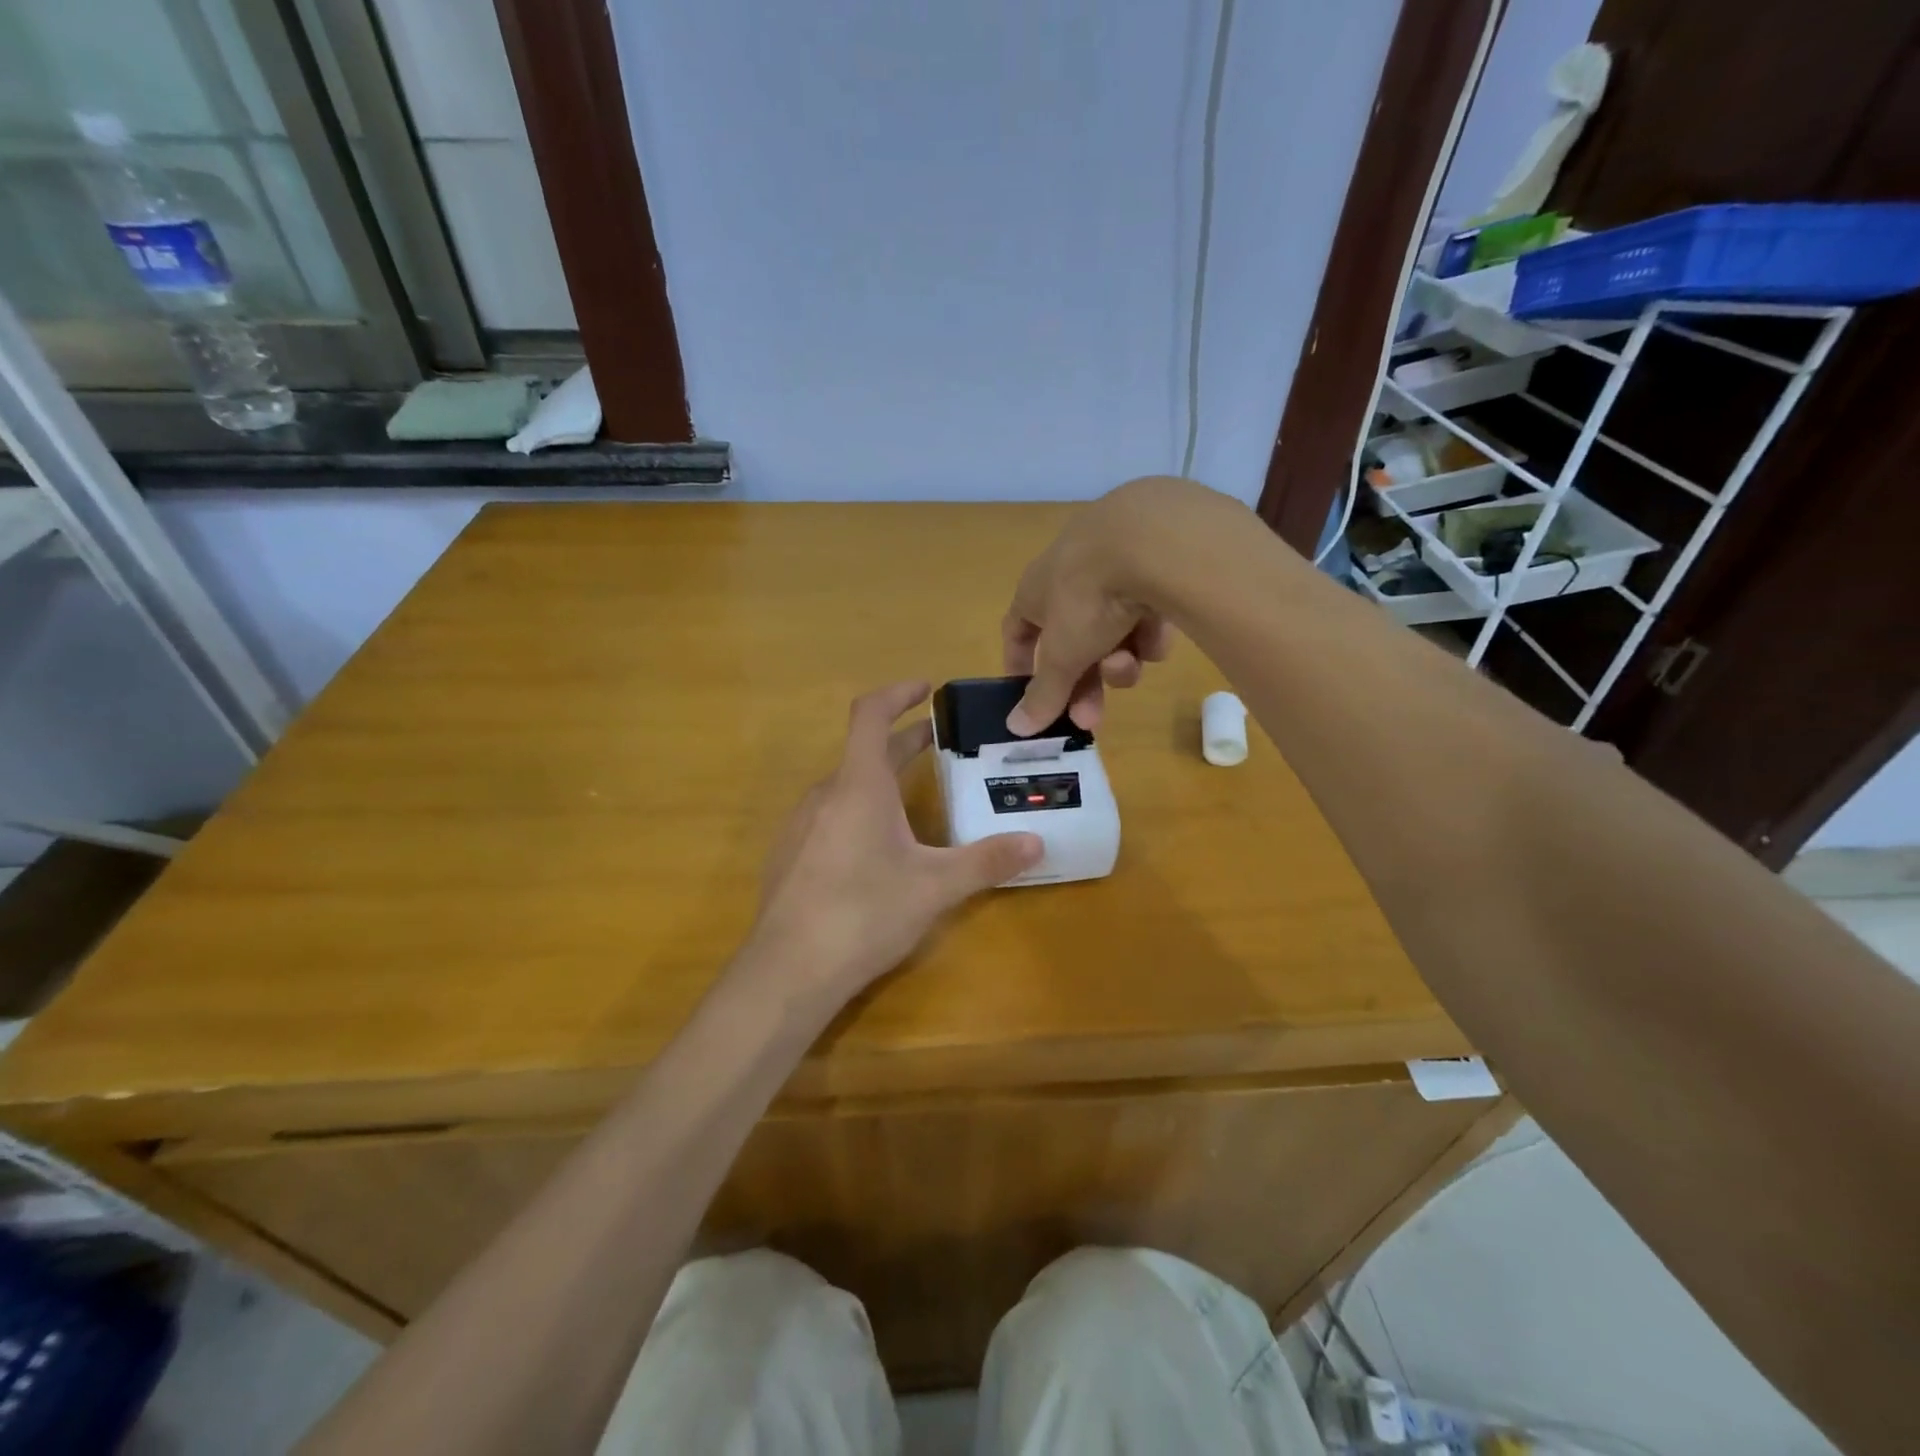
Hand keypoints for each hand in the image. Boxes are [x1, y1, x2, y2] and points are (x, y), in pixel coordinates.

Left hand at [747, 682, 1042, 1000]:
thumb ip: (986, 861)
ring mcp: (801, 826)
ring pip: (847, 787)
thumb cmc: (864, 913)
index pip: (870, 714)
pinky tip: (877, 850)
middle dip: (903, 743)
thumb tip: (1036, 843)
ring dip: (881, 779)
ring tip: (915, 798)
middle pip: (864, 752)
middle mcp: (825, 794)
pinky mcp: (791, 856)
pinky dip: (860, 810)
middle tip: (940, 744)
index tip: (927, 689)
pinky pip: (830, 816)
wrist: (787, 971)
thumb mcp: (935, 887)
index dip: (897, 693)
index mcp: (858, 785)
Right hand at [1002, 479, 1197, 733]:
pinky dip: (1149, 631)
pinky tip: (1159, 633)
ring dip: (1117, 660)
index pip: (1018, 631)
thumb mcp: (1063, 656)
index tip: (1033, 700)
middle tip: (1091, 718)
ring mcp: (1115, 567)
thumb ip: (1043, 694)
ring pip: (1112, 632)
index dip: (1022, 666)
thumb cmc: (1087, 597)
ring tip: (1130, 663)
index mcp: (1036, 590)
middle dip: (1082, 684)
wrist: (1152, 540)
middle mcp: (1071, 575)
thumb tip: (1015, 728)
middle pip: (1072, 643)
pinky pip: (1147, 613)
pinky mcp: (1157, 564)